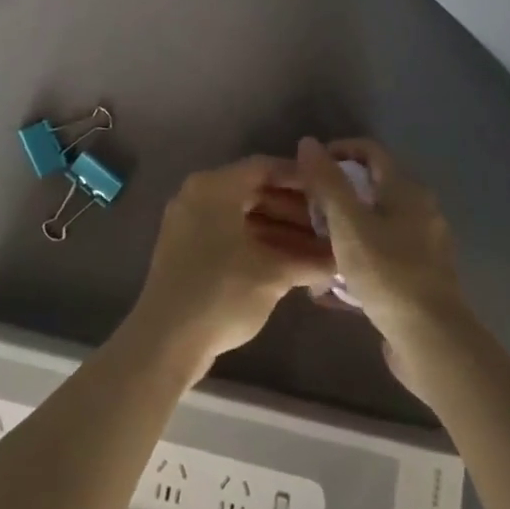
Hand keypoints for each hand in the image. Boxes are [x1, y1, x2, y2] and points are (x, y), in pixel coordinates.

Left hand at [127, 156, 335, 371]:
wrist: (166, 340)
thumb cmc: (222, 293)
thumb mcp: (273, 274)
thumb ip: (310, 259)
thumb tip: (342, 256)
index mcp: (214, 187)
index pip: (264, 168)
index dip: (301, 178)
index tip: (331, 191)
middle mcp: (198, 196)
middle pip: (255, 191)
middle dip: (295, 210)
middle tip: (331, 225)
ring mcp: (190, 223)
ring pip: (244, 216)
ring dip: (281, 231)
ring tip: (321, 250)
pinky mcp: (188, 250)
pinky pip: (230, 235)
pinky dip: (260, 245)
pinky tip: (293, 264)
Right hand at [292, 138, 474, 384]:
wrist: (431, 340)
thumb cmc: (387, 271)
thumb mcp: (347, 222)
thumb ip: (327, 182)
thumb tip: (308, 142)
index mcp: (407, 189)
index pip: (370, 151)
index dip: (337, 151)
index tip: (308, 168)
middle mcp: (421, 210)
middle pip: (372, 187)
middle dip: (337, 193)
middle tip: (307, 208)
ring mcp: (424, 245)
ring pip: (376, 223)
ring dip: (345, 228)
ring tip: (315, 244)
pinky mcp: (420, 276)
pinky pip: (382, 254)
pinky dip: (358, 257)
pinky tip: (334, 282)